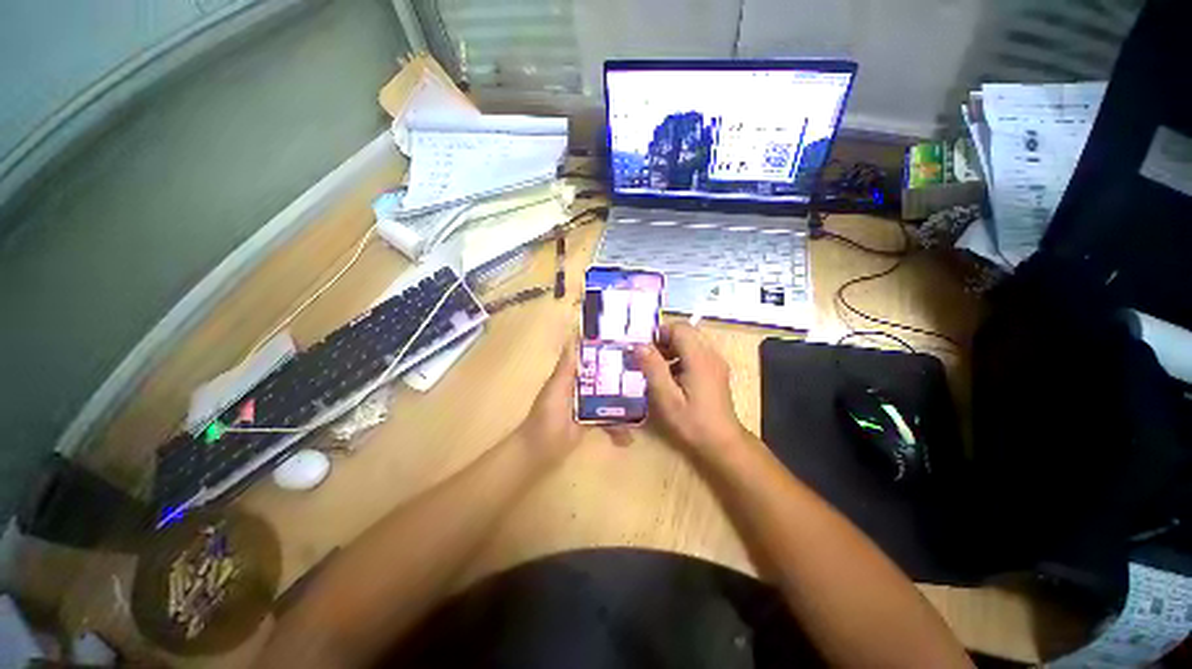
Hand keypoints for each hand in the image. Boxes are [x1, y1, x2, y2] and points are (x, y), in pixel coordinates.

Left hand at [517, 339, 633, 462]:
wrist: (539, 451)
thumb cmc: (547, 417)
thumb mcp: (557, 388)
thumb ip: (566, 366)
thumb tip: (574, 337)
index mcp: (570, 374)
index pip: (590, 356)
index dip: (606, 349)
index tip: (627, 342)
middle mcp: (580, 386)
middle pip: (603, 375)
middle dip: (621, 374)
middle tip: (645, 372)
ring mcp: (586, 405)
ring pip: (609, 397)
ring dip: (623, 403)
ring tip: (644, 406)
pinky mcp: (591, 422)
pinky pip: (608, 419)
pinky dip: (617, 427)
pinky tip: (628, 437)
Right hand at [634, 322, 748, 454]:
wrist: (722, 443)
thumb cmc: (692, 422)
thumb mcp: (667, 397)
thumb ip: (653, 368)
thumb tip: (639, 345)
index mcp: (699, 358)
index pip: (679, 328)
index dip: (659, 333)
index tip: (642, 348)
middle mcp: (710, 355)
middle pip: (685, 333)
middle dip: (663, 341)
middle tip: (645, 358)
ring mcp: (715, 363)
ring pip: (689, 343)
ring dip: (670, 350)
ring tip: (654, 369)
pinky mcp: (715, 371)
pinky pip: (694, 354)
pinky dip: (679, 359)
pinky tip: (668, 378)